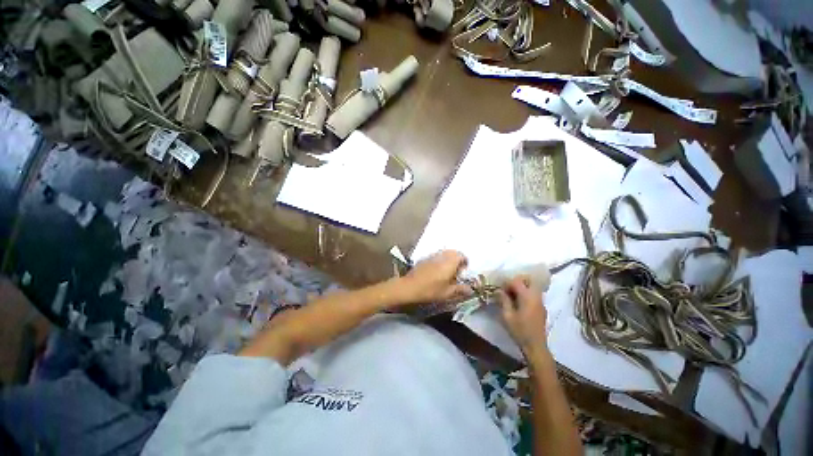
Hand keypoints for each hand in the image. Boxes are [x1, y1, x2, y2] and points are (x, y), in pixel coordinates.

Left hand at [398, 250, 471, 304]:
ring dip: (448, 260)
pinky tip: (436, 272)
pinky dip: (440, 261)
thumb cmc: (430, 290)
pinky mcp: (425, 258)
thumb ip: (460, 289)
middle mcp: (442, 256)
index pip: (461, 255)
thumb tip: (470, 289)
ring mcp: (432, 256)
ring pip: (444, 254)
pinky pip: (436, 256)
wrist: (409, 286)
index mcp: (449, 263)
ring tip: (446, 273)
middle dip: (457, 260)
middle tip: (456, 272)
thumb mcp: (447, 293)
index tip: (463, 272)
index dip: (464, 262)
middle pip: (453, 253)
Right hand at [498, 275, 547, 354]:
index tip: (500, 289)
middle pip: (528, 280)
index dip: (507, 283)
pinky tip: (519, 303)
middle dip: (517, 281)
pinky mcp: (542, 308)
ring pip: (532, 286)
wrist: (535, 346)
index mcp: (527, 297)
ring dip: (522, 287)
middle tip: (507, 289)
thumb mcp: (507, 316)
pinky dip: (526, 293)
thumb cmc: (520, 331)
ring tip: (512, 296)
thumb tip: (499, 290)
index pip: (517, 281)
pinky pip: (534, 294)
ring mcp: (541, 302)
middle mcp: (536, 296)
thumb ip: (503, 300)